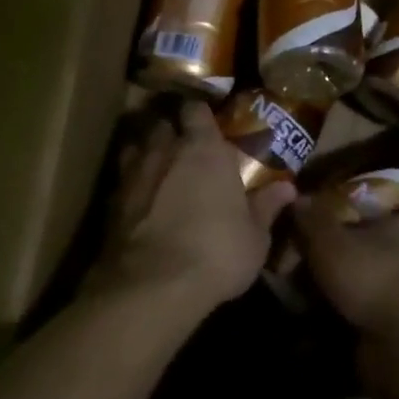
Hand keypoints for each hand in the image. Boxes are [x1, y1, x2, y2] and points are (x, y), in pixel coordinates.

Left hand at [91, 99, 295, 312]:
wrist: (153, 288)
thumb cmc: (217, 252)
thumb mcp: (255, 236)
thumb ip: (266, 207)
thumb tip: (288, 188)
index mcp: (204, 149)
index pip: (196, 110)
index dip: (200, 114)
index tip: (208, 123)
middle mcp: (165, 151)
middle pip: (162, 125)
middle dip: (170, 132)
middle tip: (183, 148)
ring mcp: (133, 175)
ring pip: (135, 148)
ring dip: (146, 154)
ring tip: (158, 171)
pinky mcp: (110, 204)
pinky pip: (122, 181)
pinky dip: (131, 186)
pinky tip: (140, 204)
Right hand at [290, 194, 398, 346]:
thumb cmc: (372, 276)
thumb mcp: (330, 240)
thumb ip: (313, 218)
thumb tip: (298, 197)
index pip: (394, 215)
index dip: (367, 221)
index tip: (340, 229)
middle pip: (383, 252)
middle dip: (355, 260)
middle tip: (317, 266)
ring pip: (378, 287)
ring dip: (351, 294)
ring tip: (313, 298)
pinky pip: (374, 319)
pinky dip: (352, 321)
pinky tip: (324, 326)